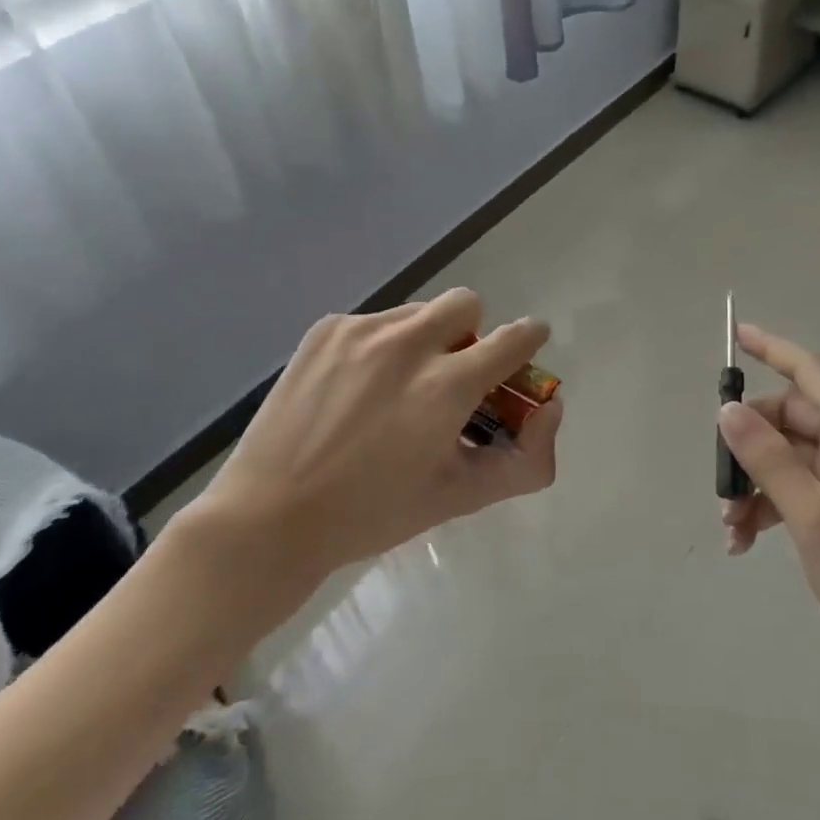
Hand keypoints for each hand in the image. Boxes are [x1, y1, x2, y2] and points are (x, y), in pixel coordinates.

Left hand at [186, 289, 560, 583]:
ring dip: (425, 340)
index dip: (529, 339)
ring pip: (418, 312)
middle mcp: (408, 342)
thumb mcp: (460, 497)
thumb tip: (550, 408)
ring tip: (396, 391)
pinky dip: (381, 348)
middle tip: (453, 376)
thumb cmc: (373, 513)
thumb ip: (525, 458)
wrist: (270, 516)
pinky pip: (375, 323)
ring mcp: (362, 330)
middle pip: (467, 302)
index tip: (526, 349)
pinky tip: (355, 392)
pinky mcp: (326, 330)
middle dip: (473, 333)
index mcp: (446, 385)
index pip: (514, 338)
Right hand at [719, 323, 819, 709]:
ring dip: (757, 484)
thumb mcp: (814, 518)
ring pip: (793, 458)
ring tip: (730, 529)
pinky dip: (775, 507)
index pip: (809, 371)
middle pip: (792, 419)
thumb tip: (729, 410)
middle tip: (718, 484)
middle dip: (747, 444)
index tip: (734, 334)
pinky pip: (807, 490)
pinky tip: (748, 541)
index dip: (771, 348)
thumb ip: (768, 458)